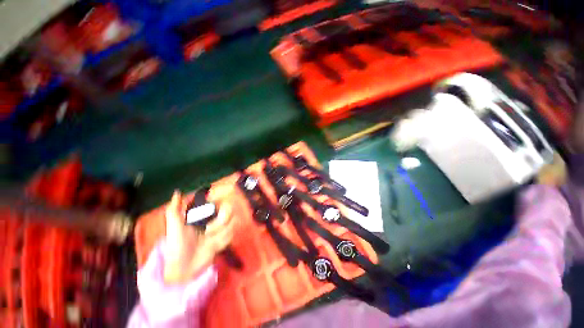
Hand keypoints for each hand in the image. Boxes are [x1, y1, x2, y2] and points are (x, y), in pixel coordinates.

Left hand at [163, 190, 234, 283]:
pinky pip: (232, 234)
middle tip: (208, 231)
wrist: (183, 268)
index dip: (223, 196)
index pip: (218, 198)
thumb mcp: (173, 227)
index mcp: (202, 212)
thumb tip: (177, 192)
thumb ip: (174, 209)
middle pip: (229, 209)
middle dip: (220, 221)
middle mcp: (214, 217)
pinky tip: (214, 246)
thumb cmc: (176, 246)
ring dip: (221, 233)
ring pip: (232, 222)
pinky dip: (223, 241)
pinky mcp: (225, 238)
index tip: (223, 200)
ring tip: (209, 240)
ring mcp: (221, 227)